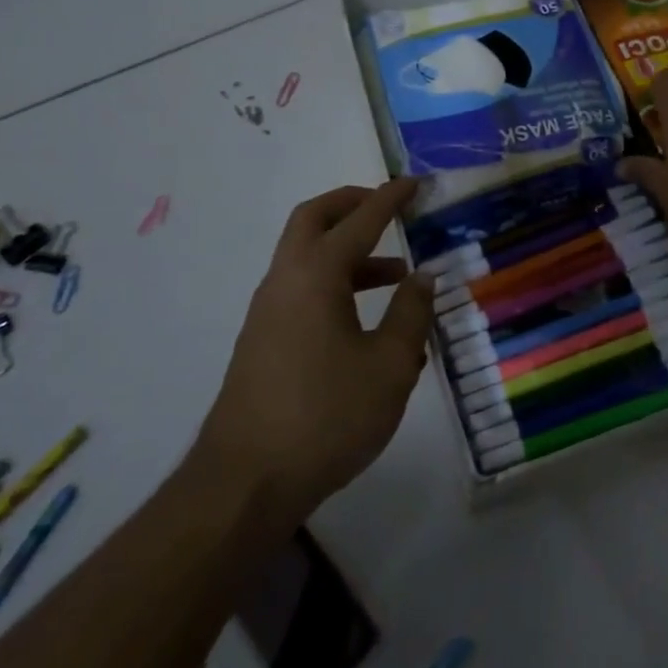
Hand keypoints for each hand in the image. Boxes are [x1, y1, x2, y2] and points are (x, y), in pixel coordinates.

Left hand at [200, 179, 434, 514]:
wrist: (244, 484)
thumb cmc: (326, 416)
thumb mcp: (389, 365)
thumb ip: (410, 314)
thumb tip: (423, 278)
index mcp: (316, 274)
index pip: (359, 219)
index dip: (390, 197)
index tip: (414, 183)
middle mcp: (285, 280)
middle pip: (314, 219)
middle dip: (352, 205)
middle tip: (389, 207)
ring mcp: (268, 312)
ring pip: (307, 257)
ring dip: (350, 252)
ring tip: (398, 276)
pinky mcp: (263, 342)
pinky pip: (303, 290)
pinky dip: (336, 284)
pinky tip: (368, 323)